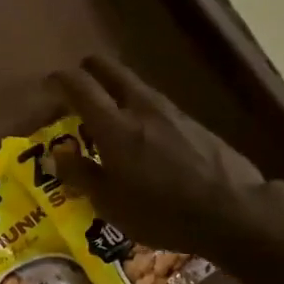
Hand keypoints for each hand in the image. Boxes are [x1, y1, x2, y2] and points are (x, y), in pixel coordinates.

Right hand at [48, 55, 272, 258]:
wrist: (234, 211)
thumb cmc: (161, 212)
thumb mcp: (110, 203)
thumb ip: (80, 174)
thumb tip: (56, 154)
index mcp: (115, 127)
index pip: (80, 86)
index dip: (60, 80)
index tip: (49, 85)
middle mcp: (142, 108)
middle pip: (111, 71)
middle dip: (90, 71)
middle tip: (77, 86)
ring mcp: (172, 113)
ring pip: (136, 86)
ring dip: (116, 90)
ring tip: (107, 113)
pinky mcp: (194, 123)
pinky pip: (156, 105)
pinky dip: (139, 109)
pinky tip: (142, 134)